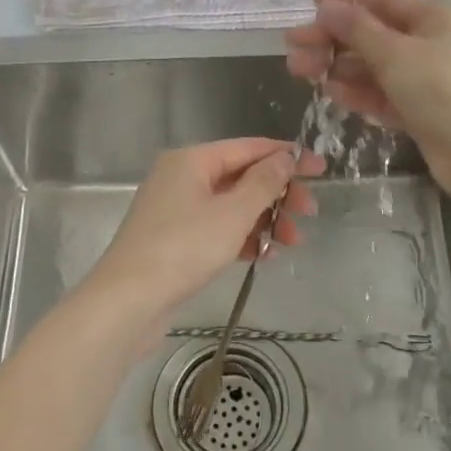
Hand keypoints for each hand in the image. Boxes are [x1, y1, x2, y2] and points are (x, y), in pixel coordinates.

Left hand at [88, 138, 323, 334]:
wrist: (127, 302)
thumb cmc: (183, 249)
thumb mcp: (233, 214)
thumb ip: (264, 183)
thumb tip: (285, 157)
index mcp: (192, 160)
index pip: (249, 148)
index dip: (288, 156)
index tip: (322, 169)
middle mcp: (181, 177)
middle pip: (241, 176)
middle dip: (278, 194)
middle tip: (309, 213)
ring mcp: (175, 209)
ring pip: (231, 205)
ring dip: (264, 219)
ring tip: (292, 242)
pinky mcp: (174, 238)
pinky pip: (217, 228)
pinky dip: (241, 237)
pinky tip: (262, 256)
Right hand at [284, 0, 450, 192]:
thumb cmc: (440, 89)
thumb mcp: (395, 53)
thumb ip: (356, 29)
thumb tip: (327, 7)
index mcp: (433, 16)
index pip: (380, 1)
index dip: (343, 1)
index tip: (309, 4)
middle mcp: (429, 42)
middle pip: (371, 35)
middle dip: (331, 40)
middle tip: (291, 46)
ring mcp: (424, 78)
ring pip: (372, 67)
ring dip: (337, 66)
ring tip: (299, 70)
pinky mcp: (419, 109)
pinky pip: (381, 94)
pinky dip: (357, 92)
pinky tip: (329, 92)